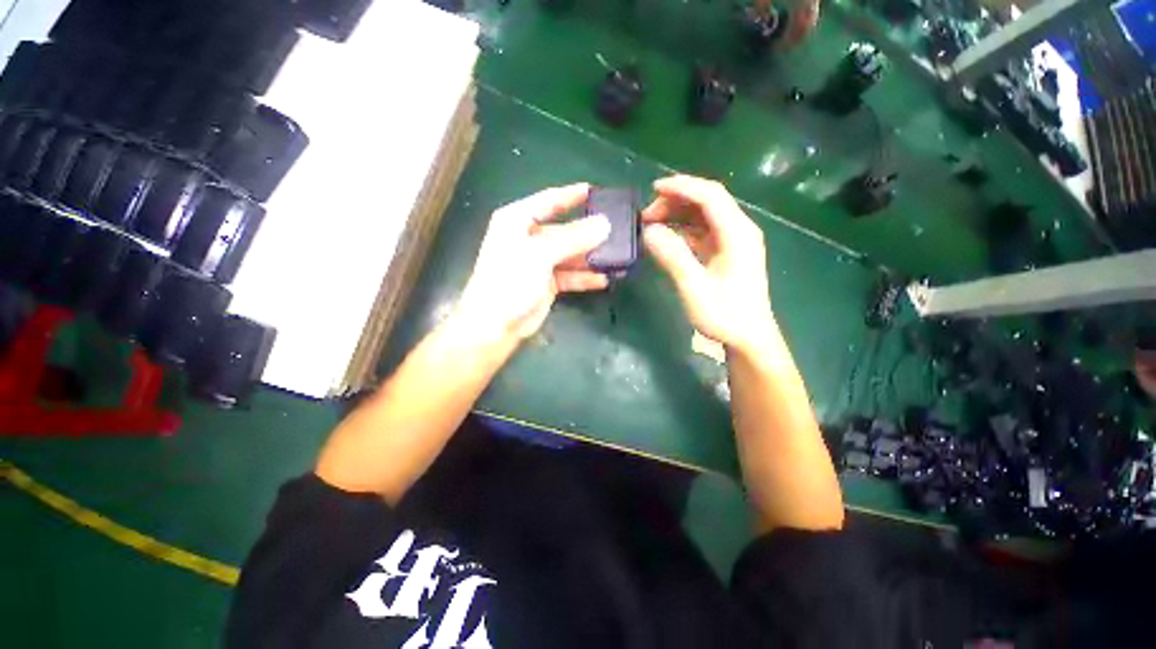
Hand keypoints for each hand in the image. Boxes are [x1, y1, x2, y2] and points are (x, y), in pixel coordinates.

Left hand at [457, 183, 610, 342]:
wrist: (495, 325)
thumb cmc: (510, 281)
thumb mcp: (540, 254)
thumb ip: (573, 239)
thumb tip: (605, 224)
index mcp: (518, 221)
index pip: (549, 201)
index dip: (572, 195)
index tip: (596, 191)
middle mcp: (529, 238)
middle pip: (564, 229)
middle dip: (589, 231)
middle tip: (618, 229)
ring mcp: (539, 262)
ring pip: (570, 254)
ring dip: (591, 256)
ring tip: (617, 255)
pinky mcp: (547, 283)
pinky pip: (570, 275)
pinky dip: (585, 277)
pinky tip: (604, 278)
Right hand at [642, 175, 773, 352]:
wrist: (749, 338)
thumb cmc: (725, 314)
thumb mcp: (694, 286)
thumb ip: (672, 256)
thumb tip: (649, 231)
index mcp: (737, 233)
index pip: (710, 195)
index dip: (681, 187)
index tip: (652, 189)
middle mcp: (738, 230)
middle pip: (706, 202)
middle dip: (675, 202)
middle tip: (645, 216)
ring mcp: (733, 241)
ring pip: (703, 216)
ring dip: (677, 215)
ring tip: (650, 224)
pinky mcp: (726, 253)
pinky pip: (702, 232)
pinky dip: (682, 230)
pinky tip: (665, 238)